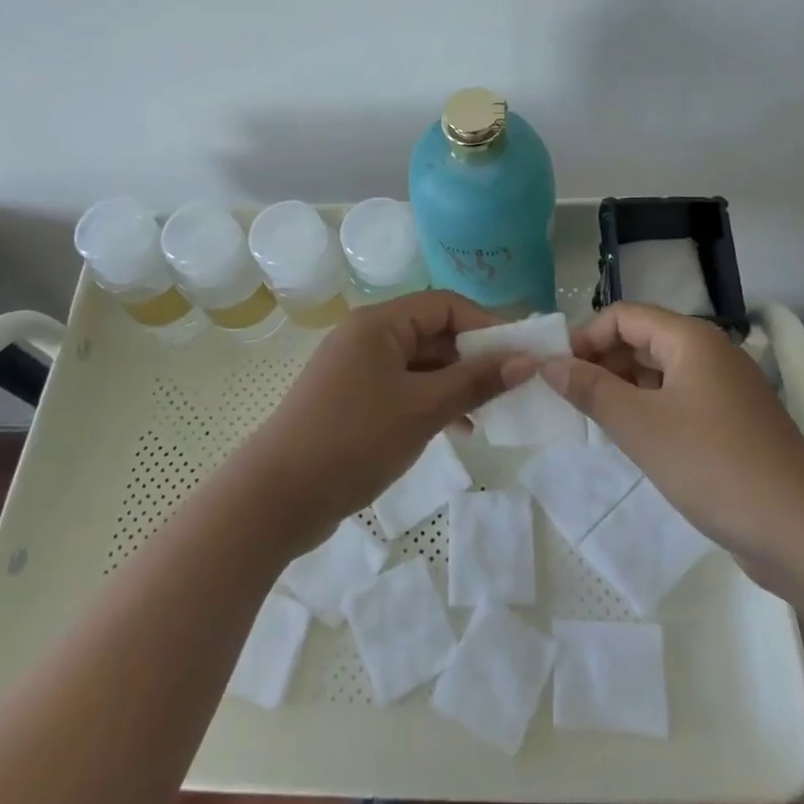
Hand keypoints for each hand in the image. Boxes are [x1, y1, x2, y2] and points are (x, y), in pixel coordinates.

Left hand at [233, 291, 508, 551]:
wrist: (276, 498)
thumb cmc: (354, 440)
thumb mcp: (423, 409)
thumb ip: (476, 382)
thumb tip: (527, 361)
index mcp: (378, 323)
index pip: (444, 305)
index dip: (485, 324)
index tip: (520, 354)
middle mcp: (366, 336)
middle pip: (432, 332)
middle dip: (473, 357)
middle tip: (511, 386)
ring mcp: (356, 370)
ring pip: (419, 364)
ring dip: (455, 383)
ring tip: (489, 413)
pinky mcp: (351, 401)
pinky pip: (402, 388)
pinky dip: (431, 402)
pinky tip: (457, 430)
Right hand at [532, 302, 803, 560]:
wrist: (802, 530)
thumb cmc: (713, 464)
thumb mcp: (640, 426)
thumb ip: (591, 390)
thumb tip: (549, 364)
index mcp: (690, 339)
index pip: (624, 315)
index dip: (586, 337)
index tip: (557, 372)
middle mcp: (709, 353)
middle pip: (642, 339)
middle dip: (602, 362)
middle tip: (569, 399)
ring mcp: (724, 390)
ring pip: (659, 372)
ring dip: (623, 388)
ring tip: (594, 421)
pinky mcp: (732, 423)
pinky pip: (678, 401)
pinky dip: (649, 410)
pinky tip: (633, 440)